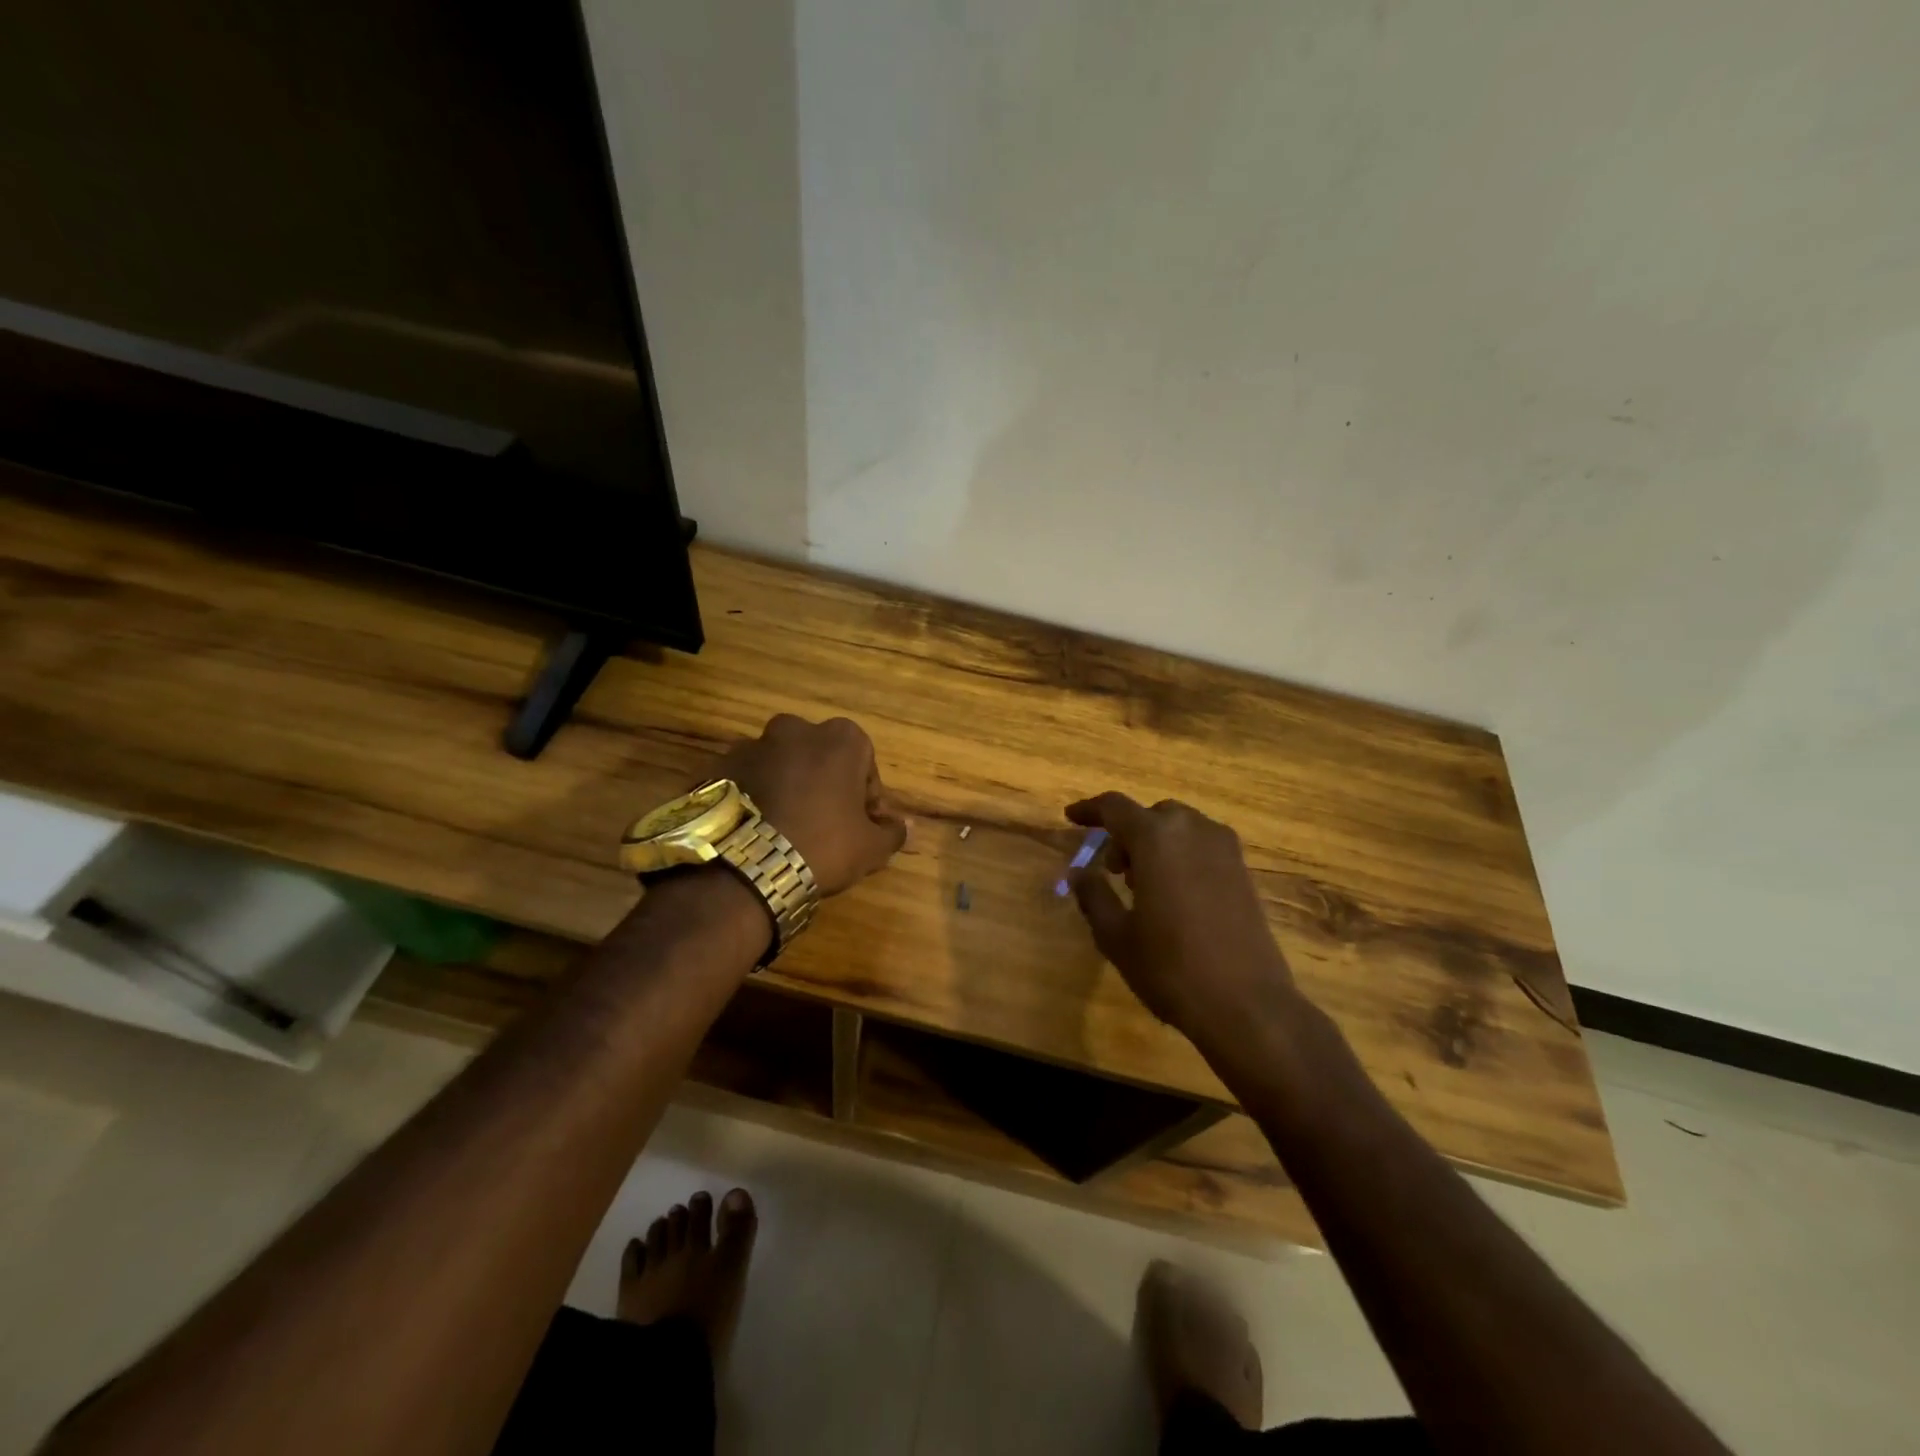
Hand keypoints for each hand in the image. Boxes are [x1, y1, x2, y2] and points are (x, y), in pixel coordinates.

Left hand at [711, 715, 907, 896]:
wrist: (744, 867)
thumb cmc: (823, 846)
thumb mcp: (871, 847)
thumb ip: (893, 831)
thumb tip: (906, 826)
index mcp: (840, 738)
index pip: (865, 764)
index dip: (866, 798)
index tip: (860, 826)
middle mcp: (795, 729)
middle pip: (820, 758)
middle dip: (825, 785)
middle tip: (824, 826)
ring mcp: (751, 745)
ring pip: (781, 767)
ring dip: (787, 789)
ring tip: (784, 832)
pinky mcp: (717, 767)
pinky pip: (747, 782)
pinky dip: (754, 798)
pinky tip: (756, 832)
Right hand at [1066, 793, 1299, 1048]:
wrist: (1247, 1005)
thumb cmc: (1171, 967)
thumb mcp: (1116, 935)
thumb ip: (1093, 895)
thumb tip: (1078, 872)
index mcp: (1156, 838)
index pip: (1115, 807)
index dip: (1090, 810)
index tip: (1071, 817)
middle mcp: (1193, 830)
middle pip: (1151, 815)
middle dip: (1126, 833)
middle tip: (1112, 869)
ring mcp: (1224, 849)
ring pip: (1180, 828)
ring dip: (1156, 843)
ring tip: (1143, 884)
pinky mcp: (1243, 871)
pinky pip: (1203, 846)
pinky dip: (1181, 855)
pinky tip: (1175, 895)